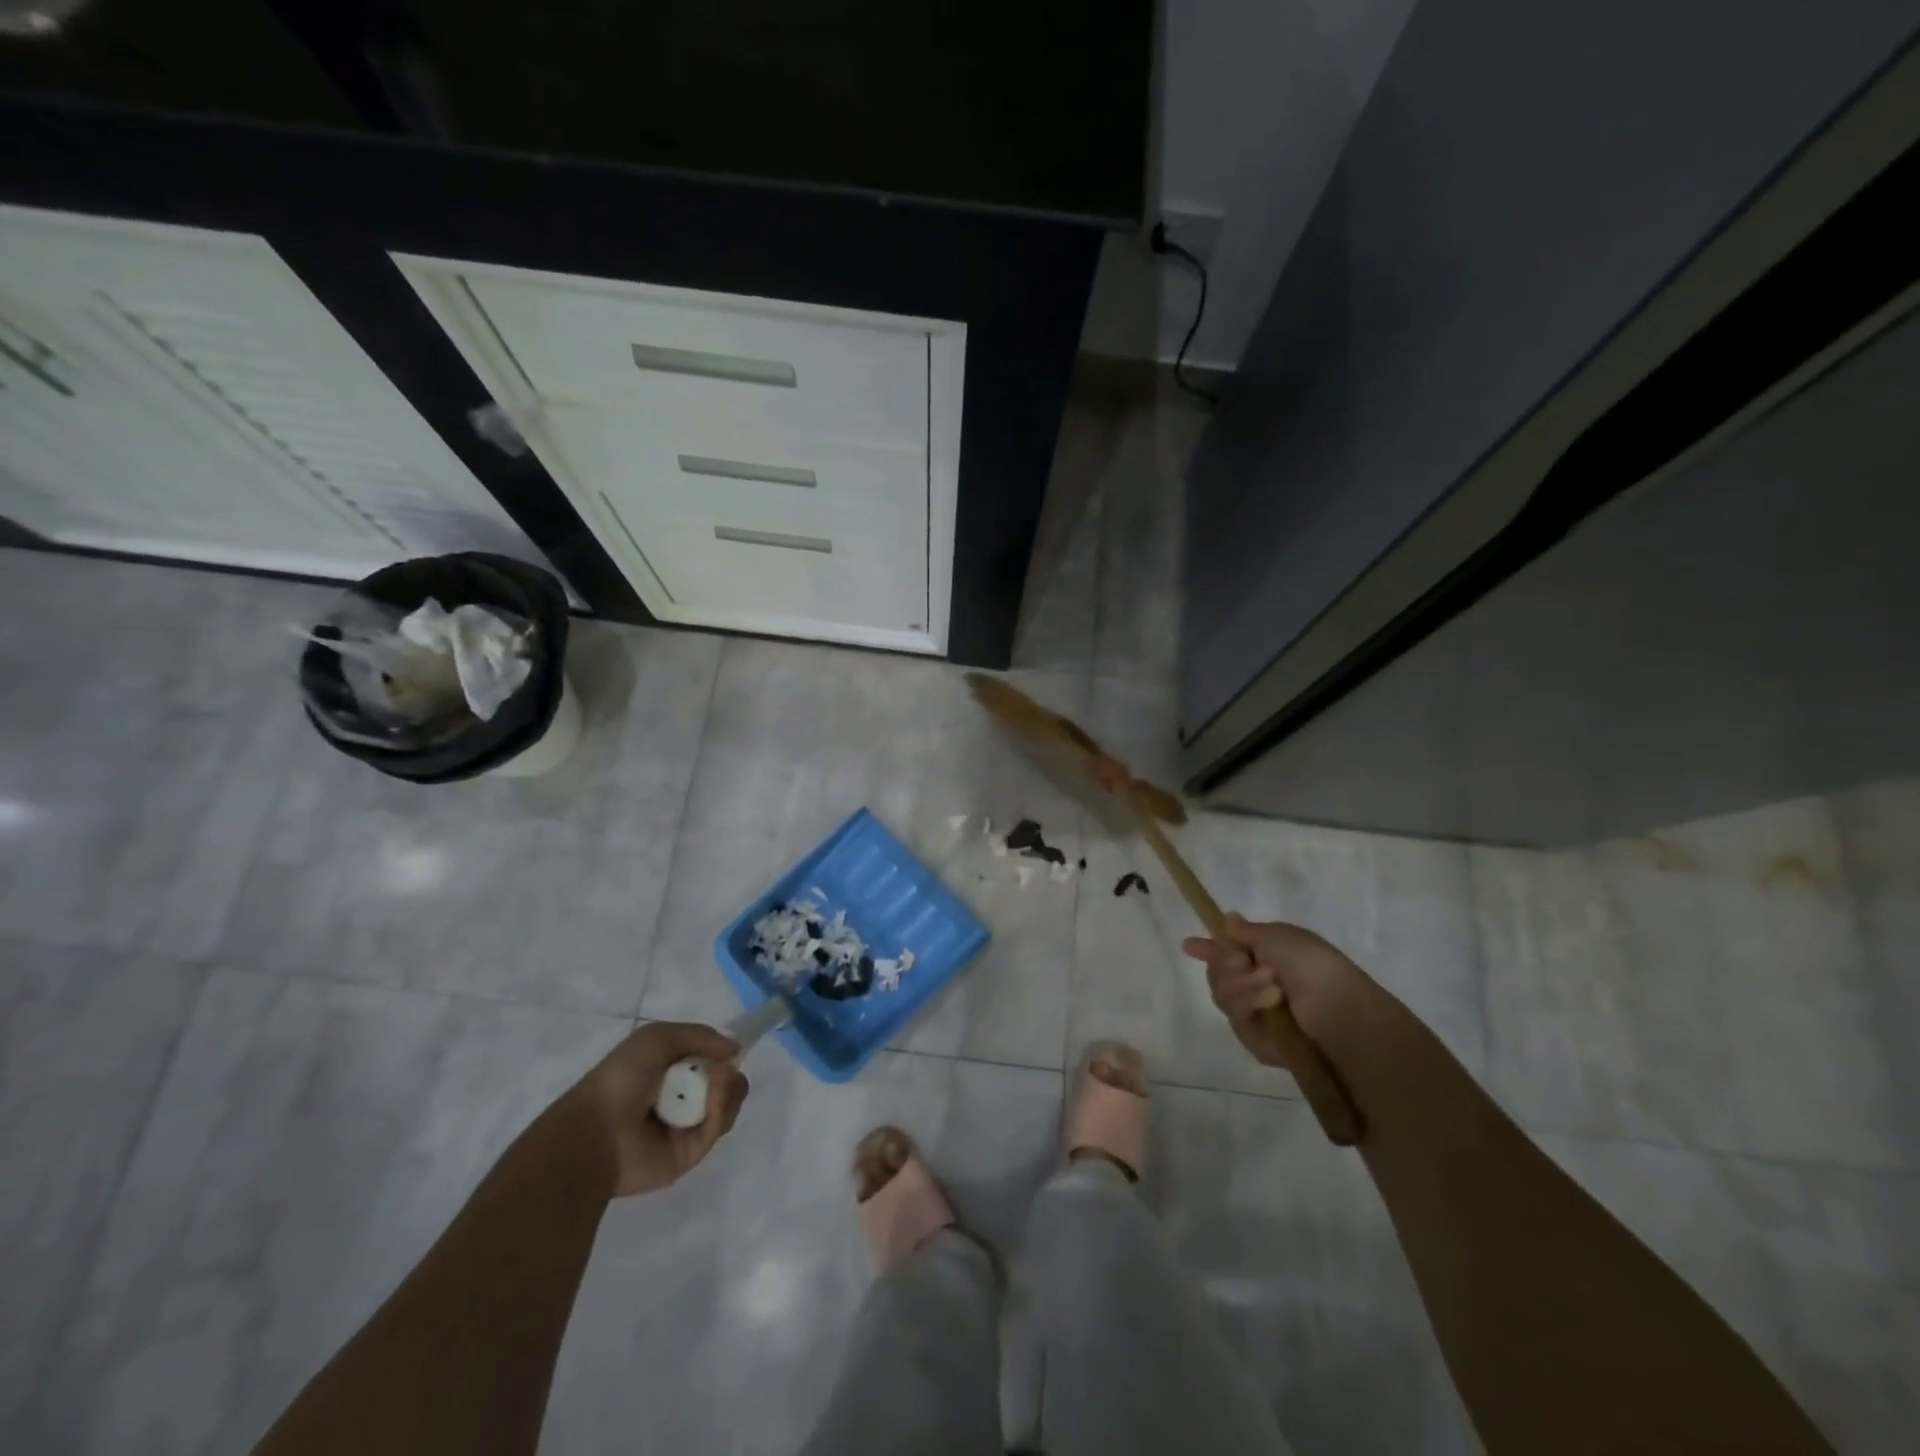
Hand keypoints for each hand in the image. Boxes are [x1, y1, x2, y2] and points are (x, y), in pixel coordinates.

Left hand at [579, 1023, 748, 1196]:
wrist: (595, 1133)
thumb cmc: (621, 1079)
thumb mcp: (657, 1037)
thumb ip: (700, 1035)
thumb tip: (735, 1049)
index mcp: (670, 1071)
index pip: (711, 1060)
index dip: (723, 1055)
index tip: (729, 1051)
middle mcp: (681, 1097)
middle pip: (726, 1082)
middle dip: (729, 1074)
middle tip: (721, 1073)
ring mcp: (688, 1125)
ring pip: (728, 1103)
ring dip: (728, 1089)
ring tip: (715, 1088)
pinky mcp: (692, 1152)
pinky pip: (719, 1126)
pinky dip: (721, 1110)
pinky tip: (711, 1104)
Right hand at [1182, 913, 1369, 1068]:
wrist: (1338, 1009)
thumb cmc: (1314, 965)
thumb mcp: (1280, 936)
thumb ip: (1245, 931)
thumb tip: (1227, 918)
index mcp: (1265, 960)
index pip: (1227, 953)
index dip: (1208, 948)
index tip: (1189, 945)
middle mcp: (1255, 986)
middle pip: (1216, 972)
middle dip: (1226, 963)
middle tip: (1246, 961)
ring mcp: (1254, 1014)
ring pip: (1221, 993)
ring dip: (1242, 984)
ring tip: (1272, 985)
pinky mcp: (1253, 1039)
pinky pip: (1233, 1016)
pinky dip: (1249, 1003)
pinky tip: (1272, 1002)